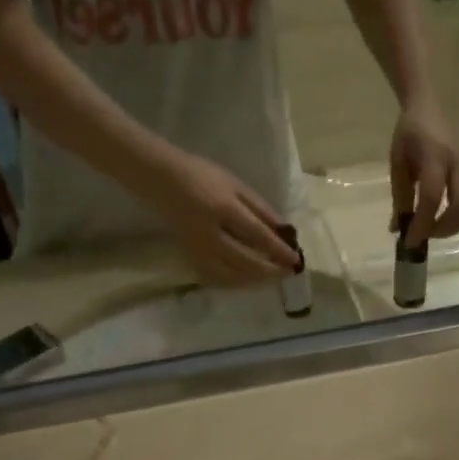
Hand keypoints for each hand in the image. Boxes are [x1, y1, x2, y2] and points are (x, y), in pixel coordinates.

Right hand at [150, 151, 298, 284]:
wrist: (164, 182)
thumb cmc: (203, 177)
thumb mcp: (236, 185)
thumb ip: (260, 209)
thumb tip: (285, 231)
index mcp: (223, 209)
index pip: (257, 236)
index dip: (278, 250)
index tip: (295, 259)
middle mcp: (211, 235)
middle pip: (246, 262)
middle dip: (270, 270)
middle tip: (288, 272)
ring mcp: (199, 251)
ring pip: (232, 276)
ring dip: (256, 279)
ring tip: (272, 276)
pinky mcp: (192, 259)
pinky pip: (217, 279)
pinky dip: (236, 283)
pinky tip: (248, 280)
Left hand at [390, 99, 458, 245]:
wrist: (428, 106)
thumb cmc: (408, 135)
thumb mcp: (398, 165)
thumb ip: (399, 198)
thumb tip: (398, 230)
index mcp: (435, 156)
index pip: (432, 197)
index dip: (422, 224)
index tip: (410, 242)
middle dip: (444, 229)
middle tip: (426, 235)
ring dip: (456, 226)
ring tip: (436, 228)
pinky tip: (448, 217)